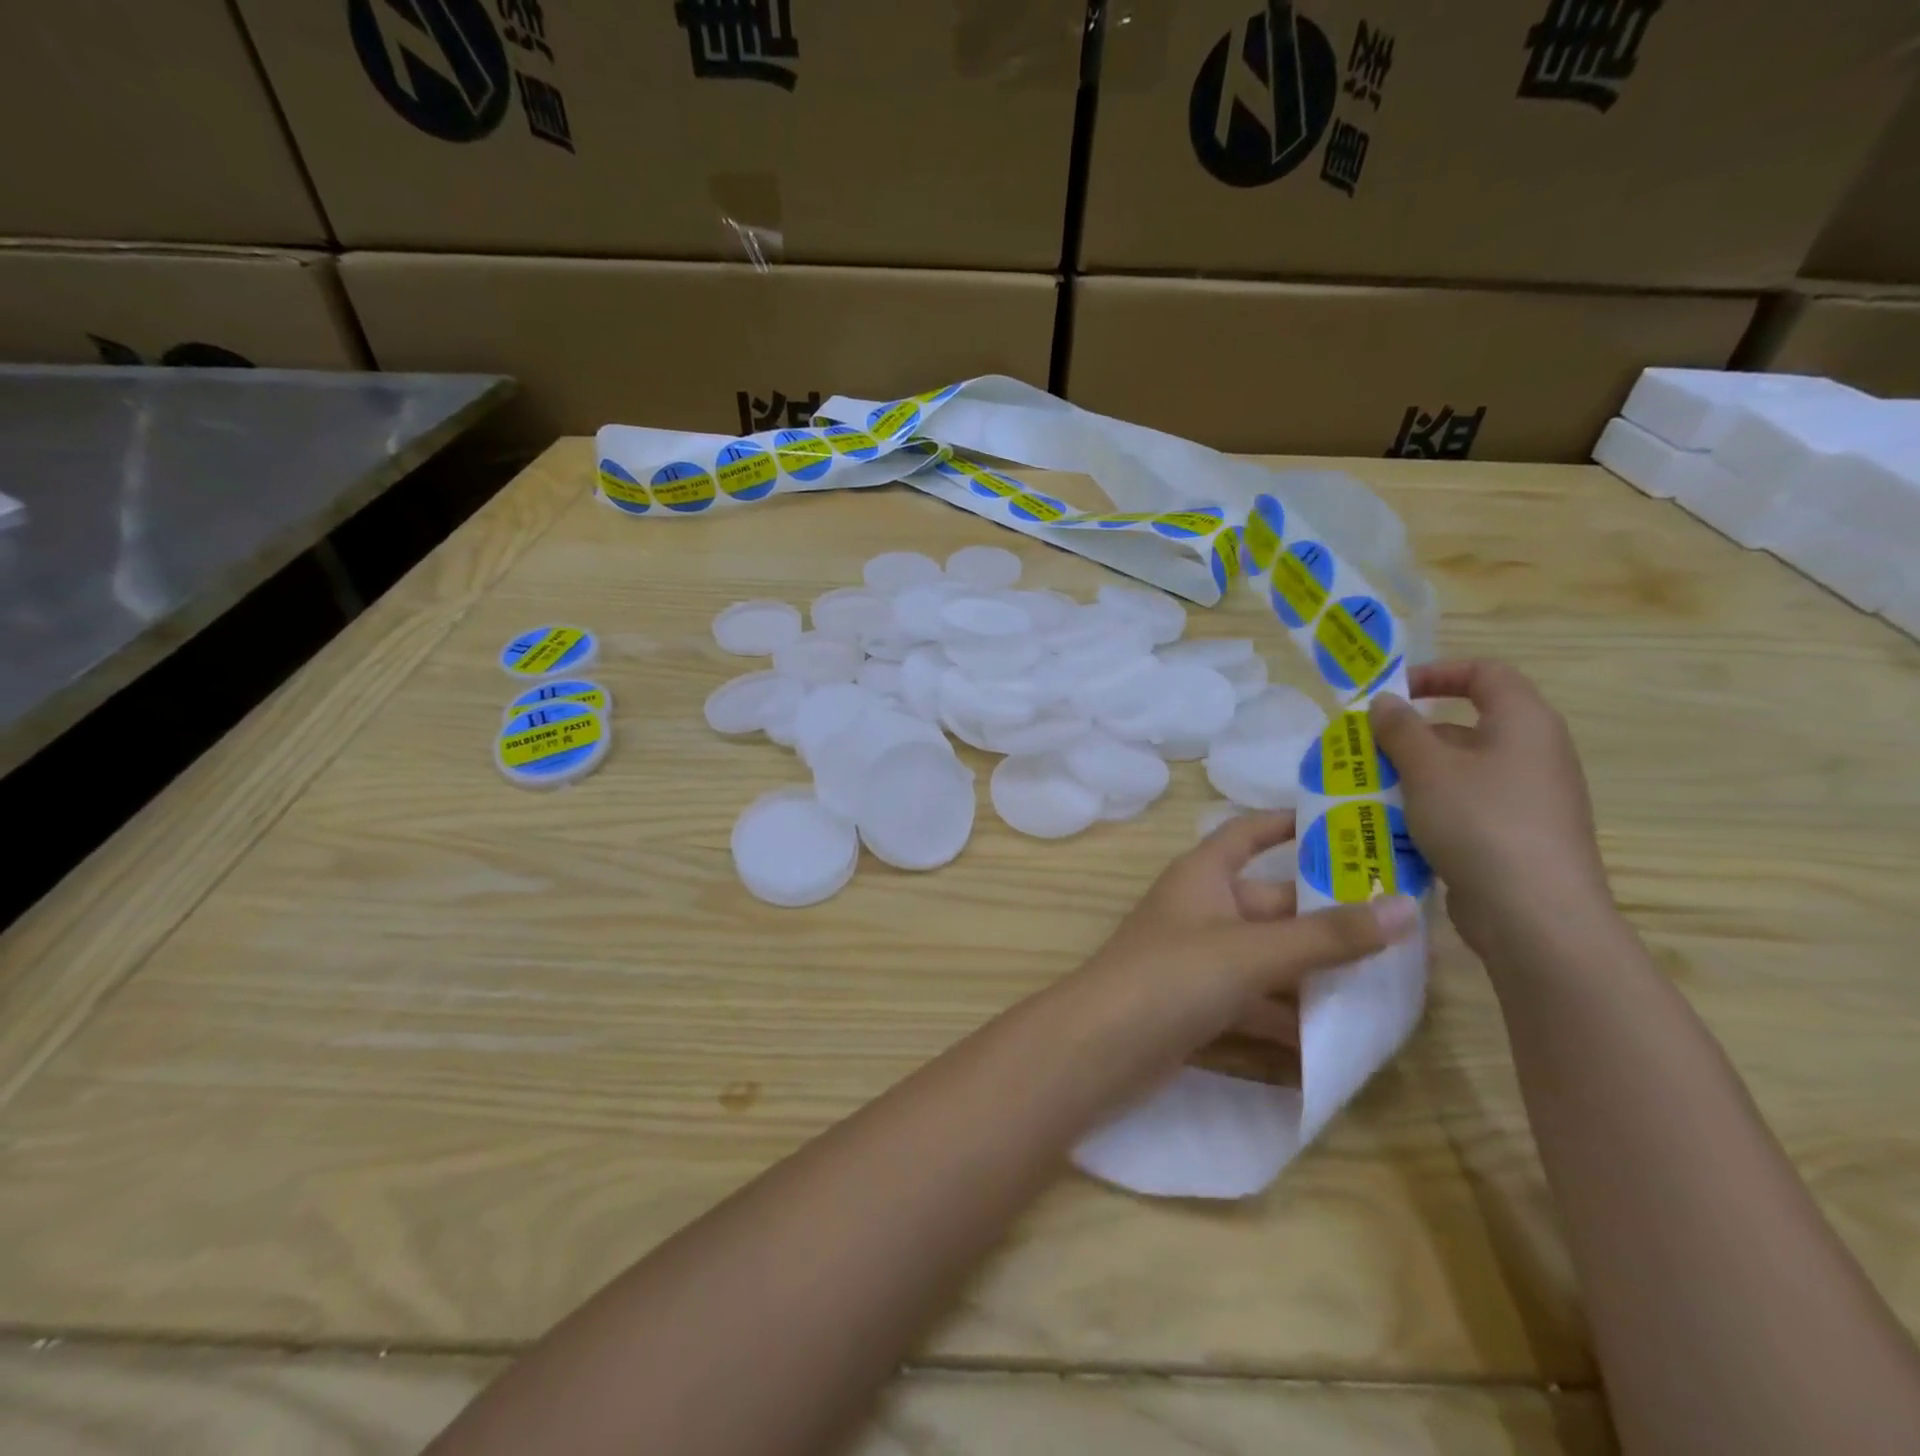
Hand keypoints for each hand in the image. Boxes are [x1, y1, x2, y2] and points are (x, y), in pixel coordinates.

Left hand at [1073, 811, 1419, 1071]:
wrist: (1098, 1050)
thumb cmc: (1172, 977)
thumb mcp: (1252, 952)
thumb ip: (1326, 936)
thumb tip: (1406, 907)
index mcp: (1203, 876)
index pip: (1247, 833)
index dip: (1286, 823)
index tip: (1344, 825)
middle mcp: (1201, 911)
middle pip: (1273, 905)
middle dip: (1328, 919)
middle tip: (1403, 929)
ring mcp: (1198, 962)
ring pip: (1270, 960)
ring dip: (1318, 974)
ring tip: (1391, 988)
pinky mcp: (1199, 1008)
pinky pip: (1257, 1004)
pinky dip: (1292, 1019)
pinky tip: (1341, 1042)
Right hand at [1368, 660, 1613, 959]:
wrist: (1535, 914)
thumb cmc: (1480, 822)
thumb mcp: (1427, 768)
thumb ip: (1400, 729)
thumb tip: (1385, 701)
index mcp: (1524, 723)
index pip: (1485, 674)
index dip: (1437, 673)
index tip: (1391, 694)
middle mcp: (1534, 754)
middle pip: (1465, 726)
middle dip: (1410, 736)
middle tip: (1364, 751)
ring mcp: (1528, 799)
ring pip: (1460, 772)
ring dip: (1413, 776)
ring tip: (1368, 791)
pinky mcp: (1517, 837)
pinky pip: (1466, 808)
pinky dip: (1429, 810)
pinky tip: (1395, 829)